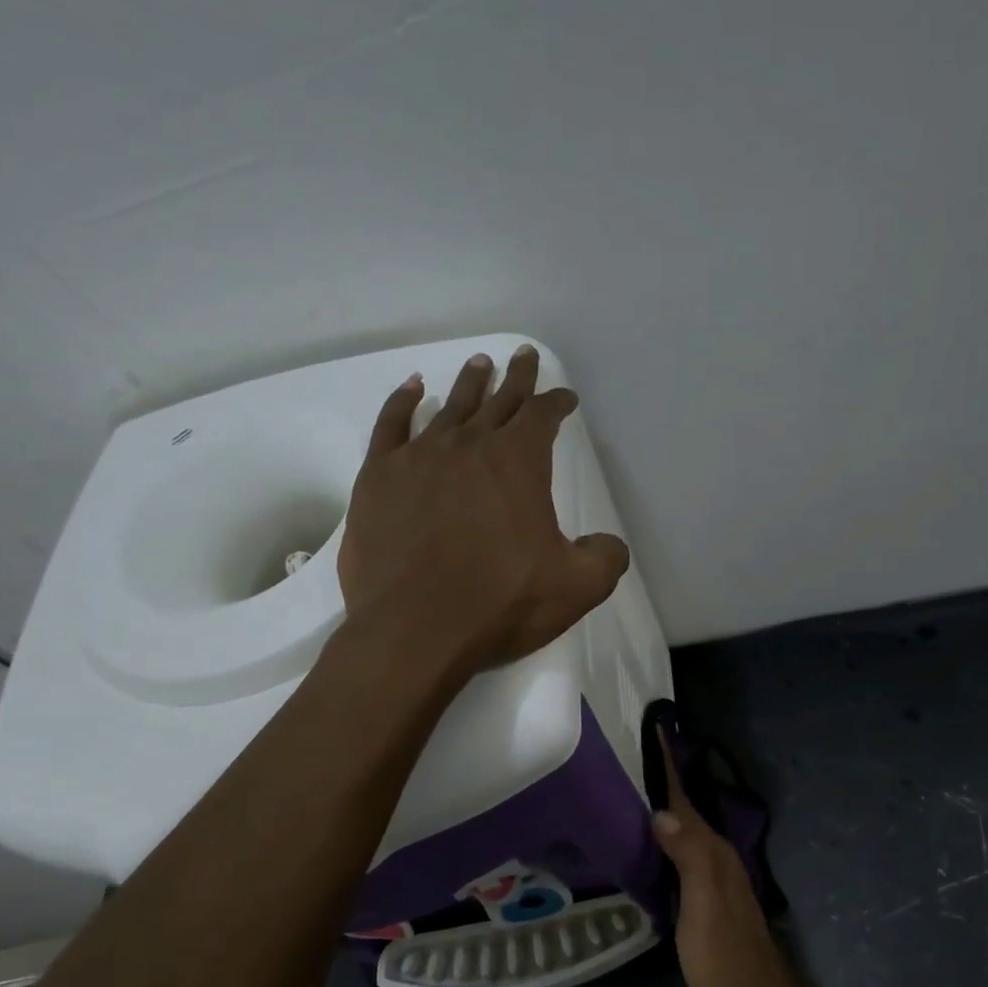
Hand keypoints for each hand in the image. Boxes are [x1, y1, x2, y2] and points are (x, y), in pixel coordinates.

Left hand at [337, 346, 629, 677]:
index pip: (543, 417)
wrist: (414, 630)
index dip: (557, 403)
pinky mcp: (378, 479)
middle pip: (498, 401)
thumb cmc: (500, 604)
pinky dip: (403, 403)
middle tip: (524, 355)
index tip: (565, 397)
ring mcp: (418, 458)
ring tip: (479, 363)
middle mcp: (469, 446)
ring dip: (469, 384)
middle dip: (516, 379)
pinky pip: (391, 426)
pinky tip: (412, 389)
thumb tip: (609, 543)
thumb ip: (605, 557)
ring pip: (449, 407)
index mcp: (518, 463)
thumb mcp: (577, 588)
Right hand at [651, 729, 795, 986]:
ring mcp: (708, 874)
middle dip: (660, 776)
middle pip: (682, 806)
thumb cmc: (724, 954)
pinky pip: (677, 848)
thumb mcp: (705, 904)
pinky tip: (643, 836)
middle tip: (627, 749)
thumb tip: (660, 811)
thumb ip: (688, 856)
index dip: (669, 764)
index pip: (684, 797)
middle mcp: (712, 853)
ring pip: (680, 826)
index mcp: (711, 849)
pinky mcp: (700, 893)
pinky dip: (660, 832)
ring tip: (628, 783)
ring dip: (660, 802)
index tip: (654, 727)